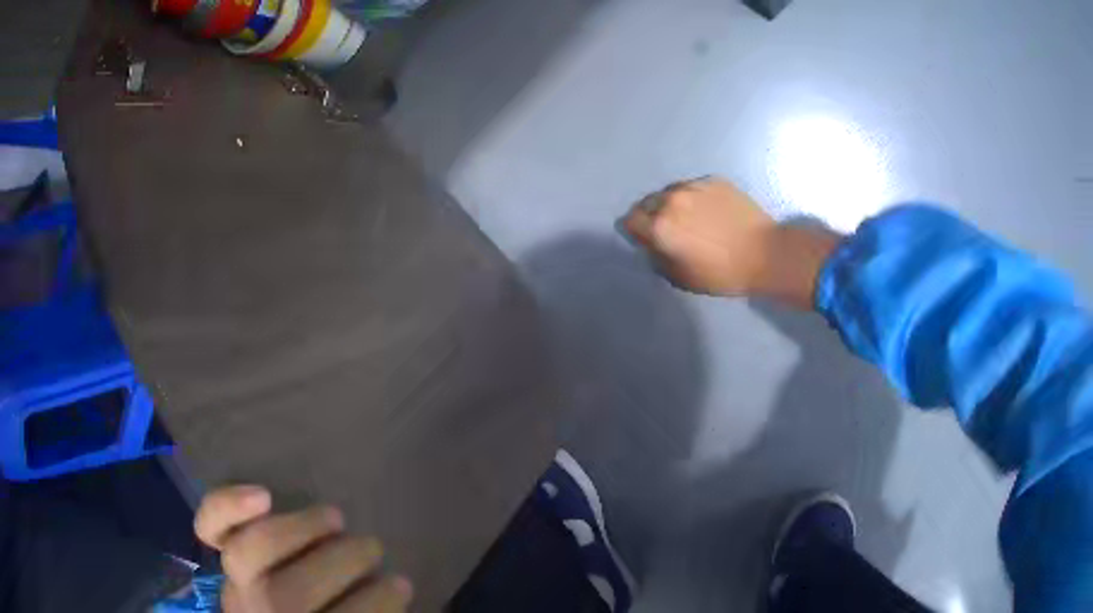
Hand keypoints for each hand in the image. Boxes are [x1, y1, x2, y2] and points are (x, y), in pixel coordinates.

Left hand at [195, 485, 411, 612]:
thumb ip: (366, 609)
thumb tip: (396, 584)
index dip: (377, 602)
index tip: (401, 584)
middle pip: (293, 592)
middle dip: (341, 562)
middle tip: (371, 546)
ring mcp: (237, 585)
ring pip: (252, 553)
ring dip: (298, 529)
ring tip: (334, 517)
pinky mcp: (222, 558)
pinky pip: (210, 529)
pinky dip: (228, 507)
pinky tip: (263, 495)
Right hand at [621, 177, 840, 308]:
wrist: (765, 253)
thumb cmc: (723, 274)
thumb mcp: (683, 279)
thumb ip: (659, 259)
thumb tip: (653, 246)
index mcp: (660, 226)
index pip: (631, 220)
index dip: (636, 231)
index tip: (646, 238)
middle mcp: (672, 200)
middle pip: (648, 202)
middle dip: (653, 215)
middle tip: (671, 229)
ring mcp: (695, 186)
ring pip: (672, 191)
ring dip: (674, 203)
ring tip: (693, 218)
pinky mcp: (715, 181)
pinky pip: (695, 187)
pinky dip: (696, 197)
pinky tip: (712, 211)